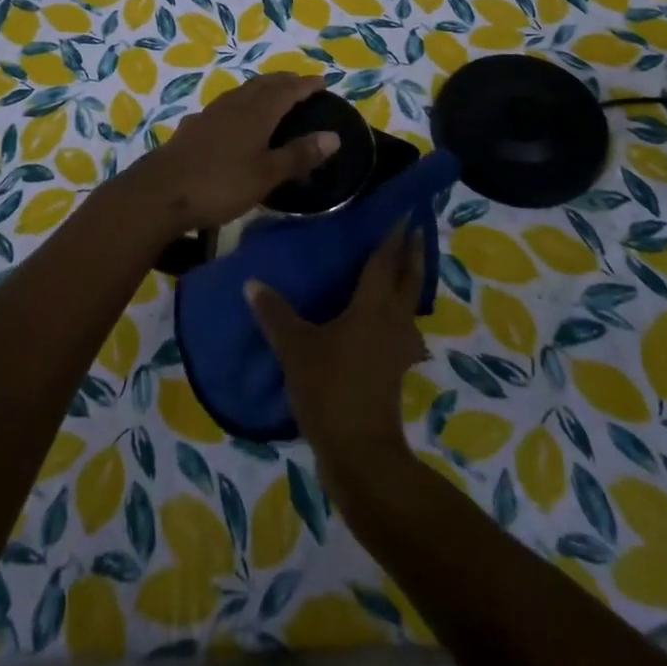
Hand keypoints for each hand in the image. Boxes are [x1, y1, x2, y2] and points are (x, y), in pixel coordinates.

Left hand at [120, 73, 339, 234]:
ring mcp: (208, 115)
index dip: (305, 85)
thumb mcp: (266, 175)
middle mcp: (232, 106)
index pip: (286, 91)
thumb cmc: (219, 184)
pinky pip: (223, 107)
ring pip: (240, 93)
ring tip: (270, 96)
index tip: (321, 81)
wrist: (159, 194)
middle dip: (282, 82)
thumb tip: (333, 136)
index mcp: (255, 113)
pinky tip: (232, 119)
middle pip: (261, 85)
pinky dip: (238, 105)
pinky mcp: (191, 129)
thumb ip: (298, 155)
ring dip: (259, 90)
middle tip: (299, 84)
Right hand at [247, 221, 426, 491]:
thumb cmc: (330, 388)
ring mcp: (398, 348)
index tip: (405, 213)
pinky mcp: (395, 371)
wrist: (360, 452)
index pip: (385, 262)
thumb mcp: (295, 348)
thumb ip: (275, 314)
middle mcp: (393, 321)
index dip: (393, 236)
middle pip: (408, 280)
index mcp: (372, 307)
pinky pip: (402, 330)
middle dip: (412, 254)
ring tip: (401, 271)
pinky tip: (386, 325)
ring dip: (410, 284)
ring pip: (410, 306)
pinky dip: (398, 316)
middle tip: (414, 231)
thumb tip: (252, 282)